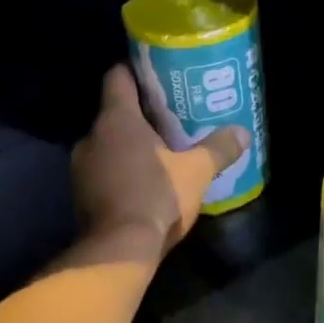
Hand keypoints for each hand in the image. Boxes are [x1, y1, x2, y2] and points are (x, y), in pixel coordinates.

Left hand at [72, 65, 248, 258]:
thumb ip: (219, 148)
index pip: (118, 78)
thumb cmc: (158, 197)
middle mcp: (92, 137)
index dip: (136, 71)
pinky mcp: (81, 195)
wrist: (119, 250)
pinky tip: (145, 183)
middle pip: (115, 113)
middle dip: (141, 115)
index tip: (156, 73)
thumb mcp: (197, 172)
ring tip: (161, 152)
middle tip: (170, 118)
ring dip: (130, 147)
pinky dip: (121, 171)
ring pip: (108, 144)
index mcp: (117, 120)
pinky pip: (104, 171)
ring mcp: (81, 167)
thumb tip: (242, 132)